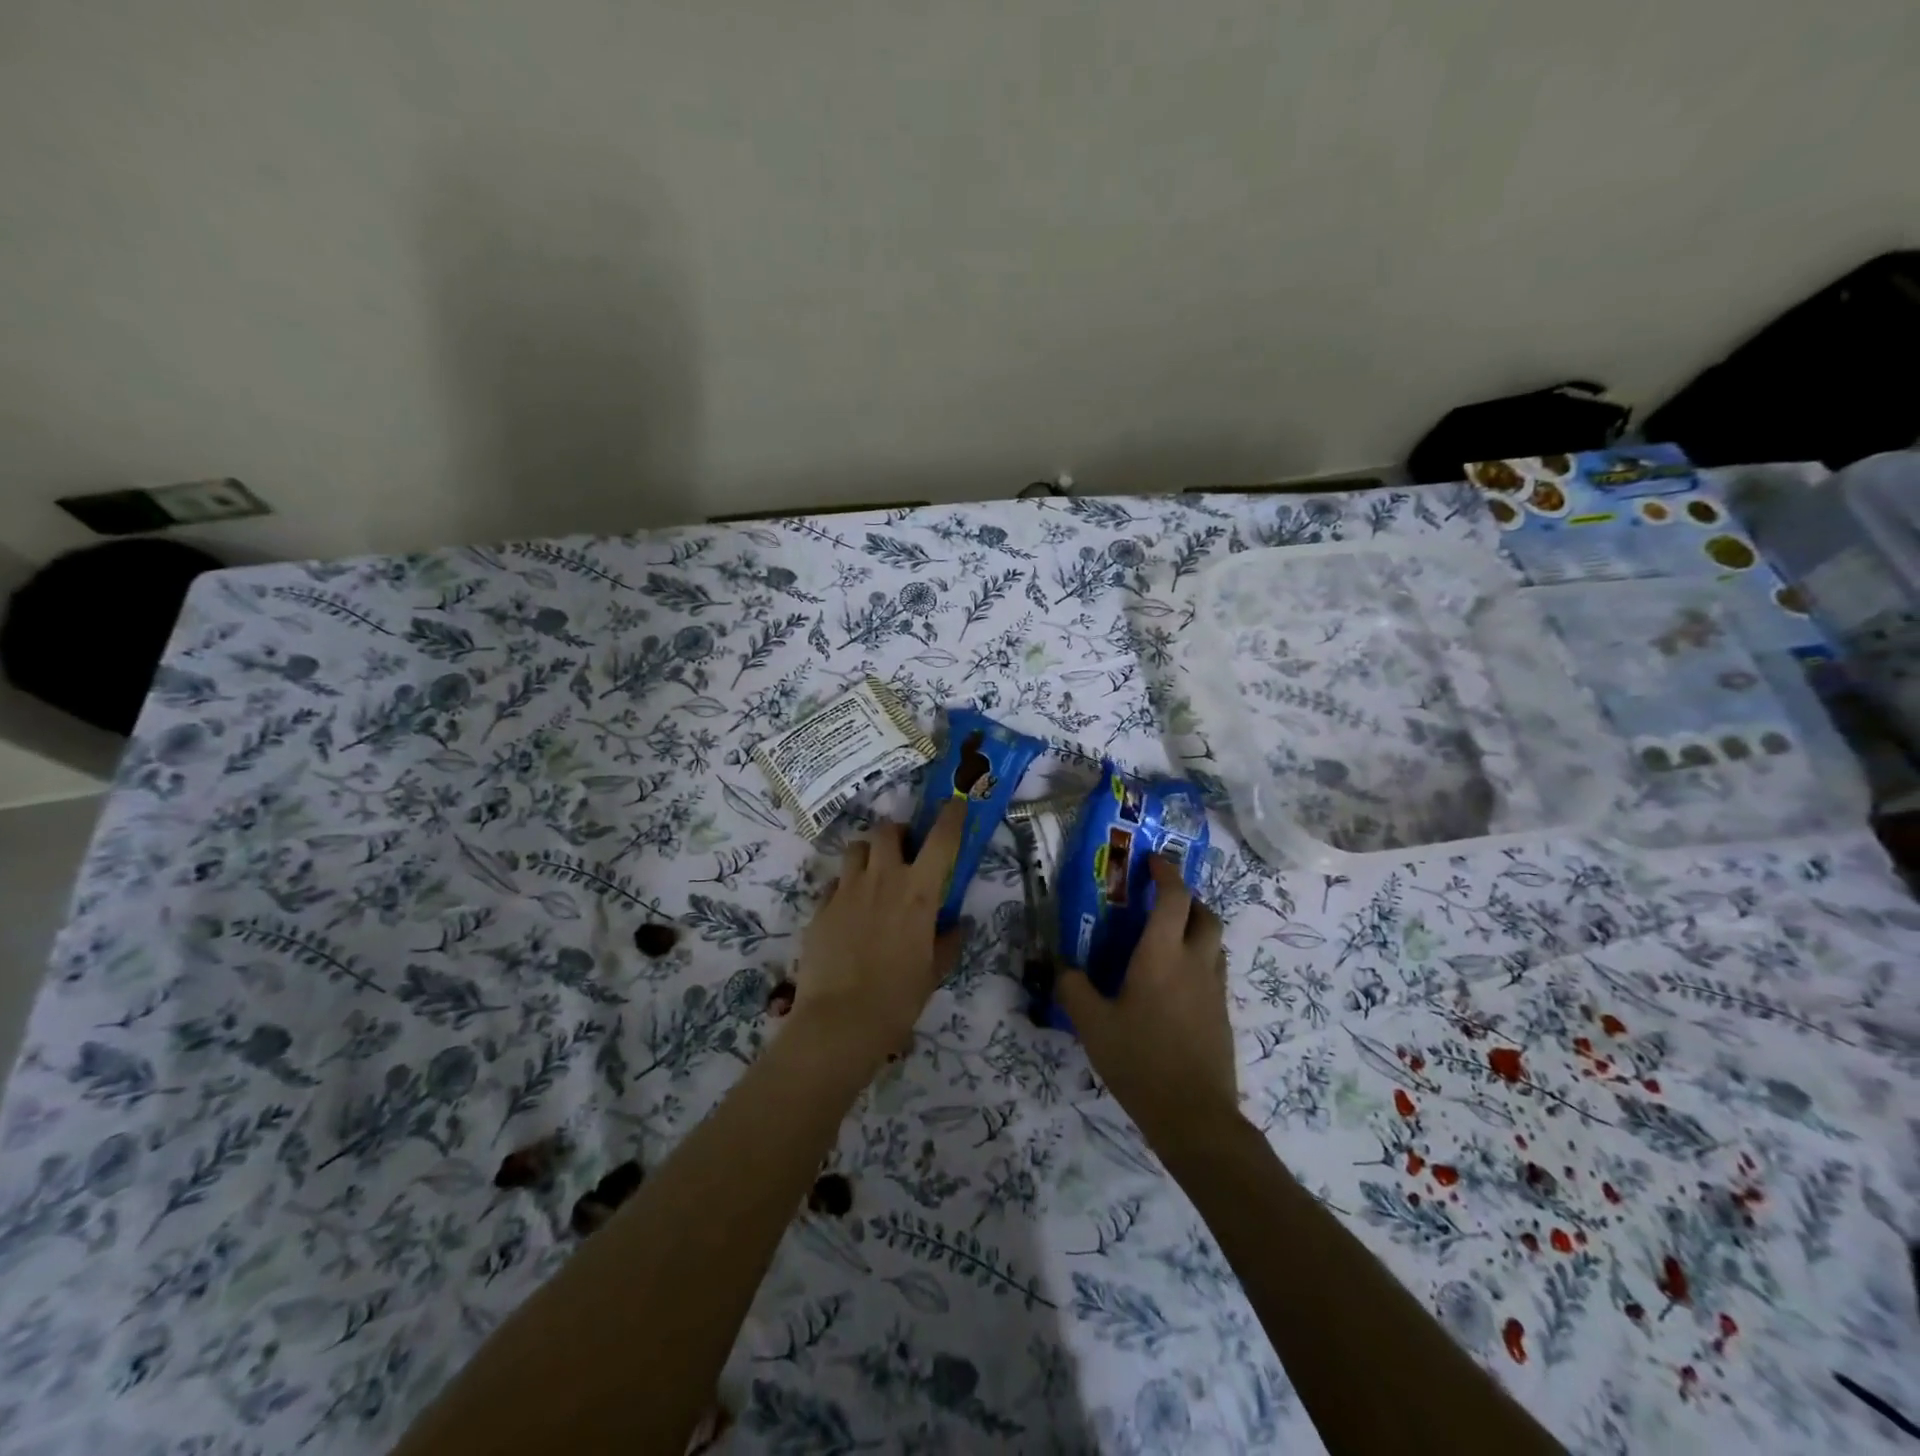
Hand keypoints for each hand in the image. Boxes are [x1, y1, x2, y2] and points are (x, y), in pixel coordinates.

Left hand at [789, 800, 966, 1068]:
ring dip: (868, 854)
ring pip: (856, 848)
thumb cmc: (898, 998)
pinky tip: (849, 910)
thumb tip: (958, 925)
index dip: (951, 816)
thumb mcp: (933, 972)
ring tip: (873, 876)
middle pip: (888, 830)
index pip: (941, 839)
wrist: (840, 1021)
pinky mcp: (821, 907)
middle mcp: (883, 879)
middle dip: (897, 834)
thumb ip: (947, 942)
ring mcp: (847, 890)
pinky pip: (835, 882)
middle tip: (903, 852)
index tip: (956, 803)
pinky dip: (845, 887)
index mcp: (919, 892)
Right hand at [1056, 856, 1238, 1147]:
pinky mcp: (1222, 1015)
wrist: (1194, 1116)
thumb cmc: (1140, 1061)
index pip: (1174, 898)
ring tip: (1168, 937)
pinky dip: (1199, 959)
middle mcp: (1195, 963)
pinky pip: (1214, 970)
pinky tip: (1175, 983)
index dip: (1166, 873)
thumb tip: (1060, 966)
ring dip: (1197, 927)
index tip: (1152, 861)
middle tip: (1161, 900)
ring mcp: (1214, 990)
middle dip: (1187, 898)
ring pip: (1215, 942)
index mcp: (1162, 955)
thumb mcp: (1092, 1025)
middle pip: (1205, 914)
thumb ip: (1072, 988)